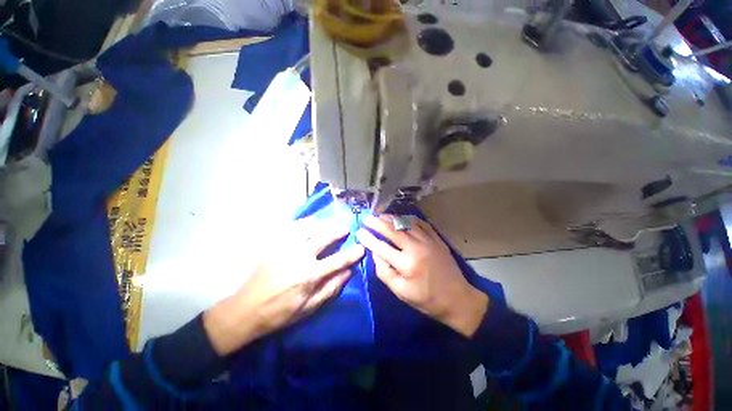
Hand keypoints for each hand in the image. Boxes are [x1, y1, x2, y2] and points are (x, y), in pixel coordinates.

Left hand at [204, 218, 364, 354]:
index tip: (362, 248)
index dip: (352, 253)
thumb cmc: (280, 313)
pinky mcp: (274, 245)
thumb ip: (330, 288)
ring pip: (308, 228)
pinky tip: (309, 222)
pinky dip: (303, 222)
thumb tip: (348, 272)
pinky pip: (291, 227)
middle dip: (338, 231)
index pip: (338, 260)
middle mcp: (299, 257)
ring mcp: (285, 248)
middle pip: (324, 237)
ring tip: (329, 224)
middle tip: (346, 229)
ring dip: (322, 224)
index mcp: (309, 275)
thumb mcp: (309, 308)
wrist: (245, 310)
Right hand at [356, 214, 487, 337]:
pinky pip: (420, 223)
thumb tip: (375, 254)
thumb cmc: (426, 299)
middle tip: (366, 218)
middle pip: (392, 230)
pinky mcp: (436, 239)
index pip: (381, 247)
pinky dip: (408, 219)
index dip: (368, 238)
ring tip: (379, 215)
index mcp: (406, 264)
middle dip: (377, 223)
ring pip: (405, 223)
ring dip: (391, 218)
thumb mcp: (401, 292)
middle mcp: (416, 248)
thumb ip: (384, 272)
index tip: (359, 231)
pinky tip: (401, 217)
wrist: (458, 299)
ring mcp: (428, 241)